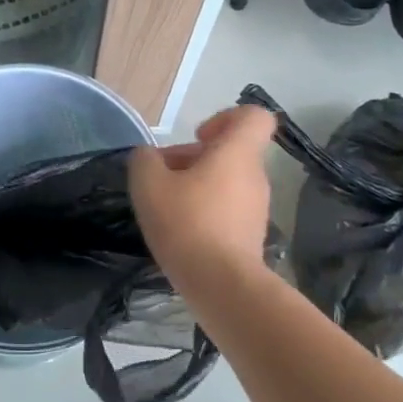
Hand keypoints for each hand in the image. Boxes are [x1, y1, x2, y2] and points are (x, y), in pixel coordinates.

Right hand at [128, 105, 277, 287]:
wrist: (221, 285)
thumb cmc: (187, 224)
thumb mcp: (149, 185)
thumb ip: (145, 161)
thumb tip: (148, 157)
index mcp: (237, 153)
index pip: (254, 116)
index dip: (226, 118)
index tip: (198, 137)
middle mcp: (254, 176)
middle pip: (231, 152)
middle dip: (196, 157)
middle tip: (164, 176)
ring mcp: (257, 208)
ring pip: (228, 181)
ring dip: (199, 185)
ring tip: (167, 206)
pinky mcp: (251, 235)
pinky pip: (228, 209)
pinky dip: (207, 211)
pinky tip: (181, 231)